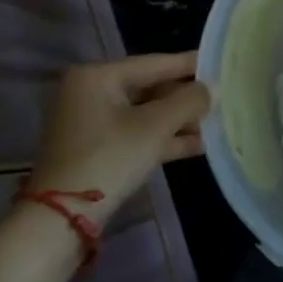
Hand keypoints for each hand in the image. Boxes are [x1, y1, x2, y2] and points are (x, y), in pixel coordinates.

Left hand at [24, 53, 211, 220]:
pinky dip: (161, 138)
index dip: (190, 64)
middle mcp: (89, 92)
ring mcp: (89, 123)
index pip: (154, 63)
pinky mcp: (93, 149)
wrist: (62, 219)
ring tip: (215, 123)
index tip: (220, 61)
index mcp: (97, 76)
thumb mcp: (156, 126)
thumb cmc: (110, 158)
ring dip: (177, 121)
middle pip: (149, 88)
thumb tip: (215, 87)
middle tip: (220, 97)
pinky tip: (196, 145)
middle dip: (185, 98)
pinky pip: (134, 133)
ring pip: (143, 114)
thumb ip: (189, 101)